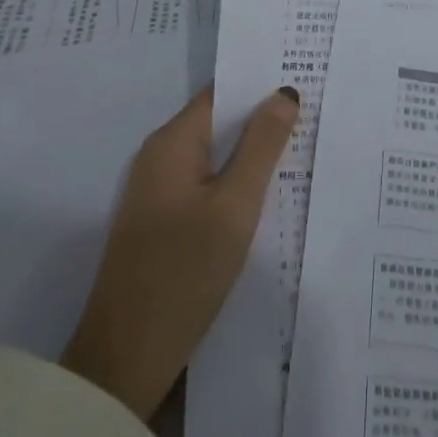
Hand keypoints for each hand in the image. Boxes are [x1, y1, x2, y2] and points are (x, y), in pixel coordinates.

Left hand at [61, 84, 299, 422]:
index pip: (222, 92)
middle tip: (314, 110)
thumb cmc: (183, 273)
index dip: (261, 82)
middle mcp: (159, 156)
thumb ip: (261, 146)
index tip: (303, 75)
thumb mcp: (235, 206)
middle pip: (218, 121)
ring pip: (213, 154)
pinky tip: (268, 192)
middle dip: (261, 116)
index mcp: (172, 142)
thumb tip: (283, 92)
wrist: (123, 362)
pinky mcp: (160, 221)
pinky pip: (204, 183)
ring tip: (302, 145)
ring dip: (250, 151)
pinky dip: (235, 180)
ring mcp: (156, 191)